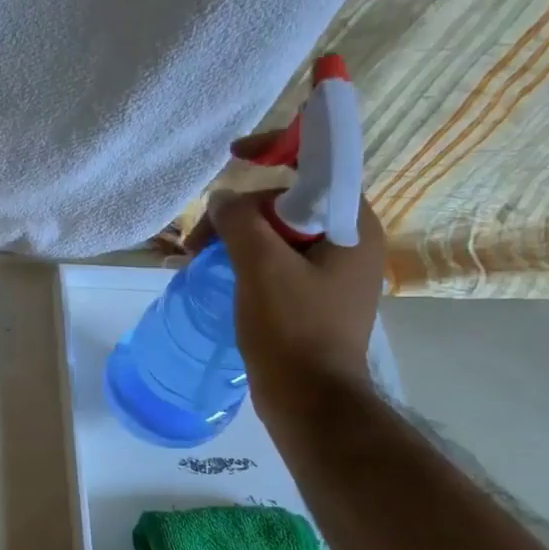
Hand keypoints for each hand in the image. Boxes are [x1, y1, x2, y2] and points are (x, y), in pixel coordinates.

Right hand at [188, 131, 387, 423]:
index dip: (279, 148)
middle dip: (240, 212)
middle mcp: (350, 242)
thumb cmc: (292, 331)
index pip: (321, 164)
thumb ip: (241, 222)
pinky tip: (219, 275)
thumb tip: (224, 198)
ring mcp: (333, 272)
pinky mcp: (314, 297)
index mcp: (351, 226)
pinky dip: (247, 260)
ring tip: (197, 260)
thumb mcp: (261, 269)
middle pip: (290, 202)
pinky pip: (279, 261)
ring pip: (281, 234)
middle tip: (197, 240)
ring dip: (237, 238)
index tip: (237, 153)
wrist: (311, 401)